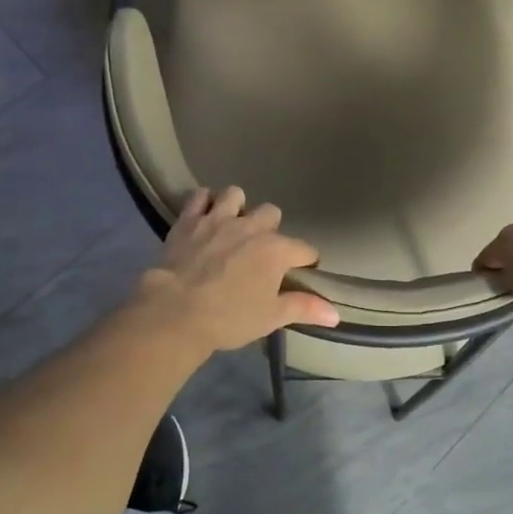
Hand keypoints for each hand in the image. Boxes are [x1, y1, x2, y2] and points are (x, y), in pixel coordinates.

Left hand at [138, 188, 338, 352]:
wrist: (176, 311)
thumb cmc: (229, 318)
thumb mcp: (271, 317)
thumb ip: (304, 308)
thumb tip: (336, 314)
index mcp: (276, 250)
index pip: (305, 250)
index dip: (306, 261)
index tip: (301, 271)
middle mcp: (252, 227)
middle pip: (272, 213)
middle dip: (270, 228)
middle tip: (260, 250)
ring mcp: (219, 218)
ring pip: (236, 194)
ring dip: (238, 207)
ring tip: (232, 225)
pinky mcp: (190, 219)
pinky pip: (200, 196)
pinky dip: (204, 202)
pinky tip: (204, 215)